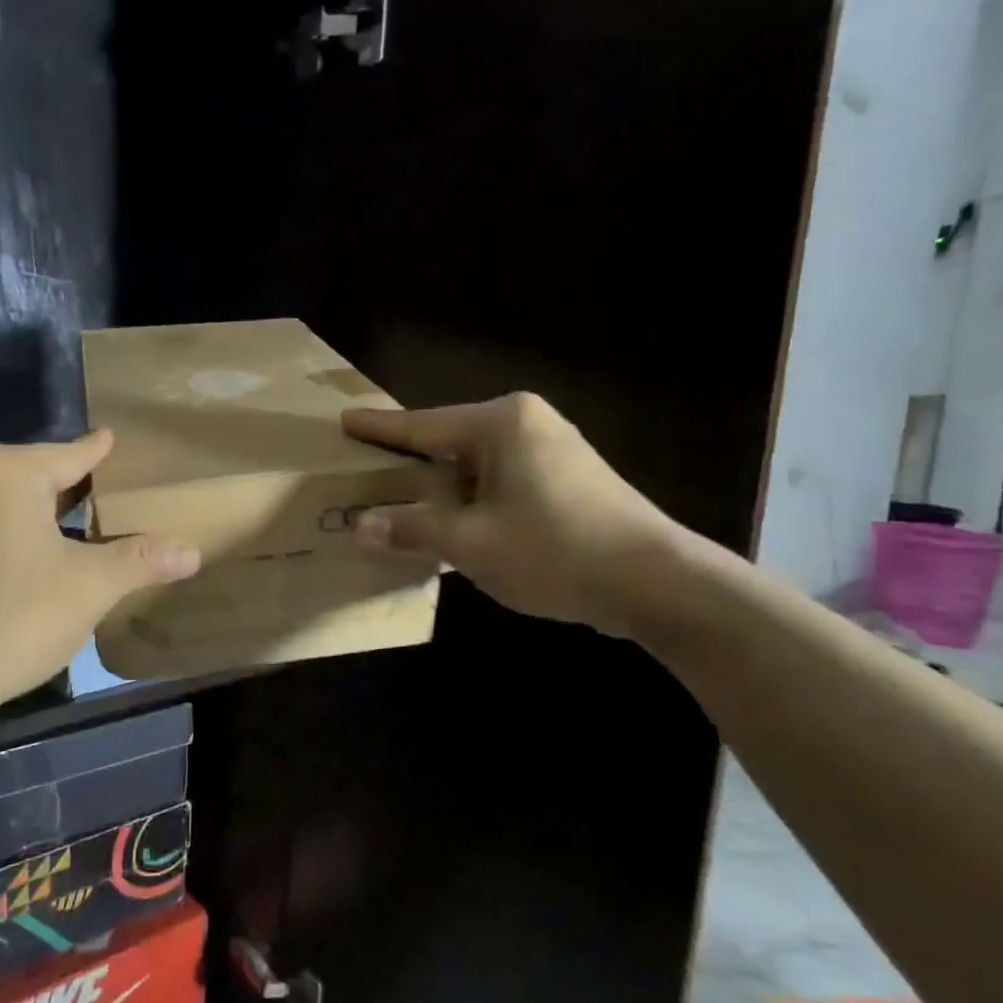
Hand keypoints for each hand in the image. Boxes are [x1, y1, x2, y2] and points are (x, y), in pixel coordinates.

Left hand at [0, 432, 199, 710]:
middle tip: (97, 492)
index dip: (97, 451)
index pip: (69, 455)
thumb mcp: (91, 586)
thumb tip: (192, 552)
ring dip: (29, 511)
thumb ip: (141, 561)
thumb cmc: (17, 616)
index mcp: (6, 472)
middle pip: (30, 474)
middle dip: (64, 484)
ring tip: (60, 525)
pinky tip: (15, 559)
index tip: (110, 438)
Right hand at [341, 394, 683, 637]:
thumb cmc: (555, 550)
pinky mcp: (567, 478)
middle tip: (367, 474)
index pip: (422, 425)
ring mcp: (551, 449)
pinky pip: (500, 482)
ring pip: (475, 466)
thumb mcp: (472, 543)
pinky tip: (455, 527)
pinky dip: (473, 502)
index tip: (345, 421)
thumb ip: (412, 530)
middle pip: (449, 443)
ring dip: (442, 491)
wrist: (657, 582)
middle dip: (410, 465)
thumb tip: (358, 526)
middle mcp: (525, 424)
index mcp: (500, 424)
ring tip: (402, 507)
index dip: (380, 430)